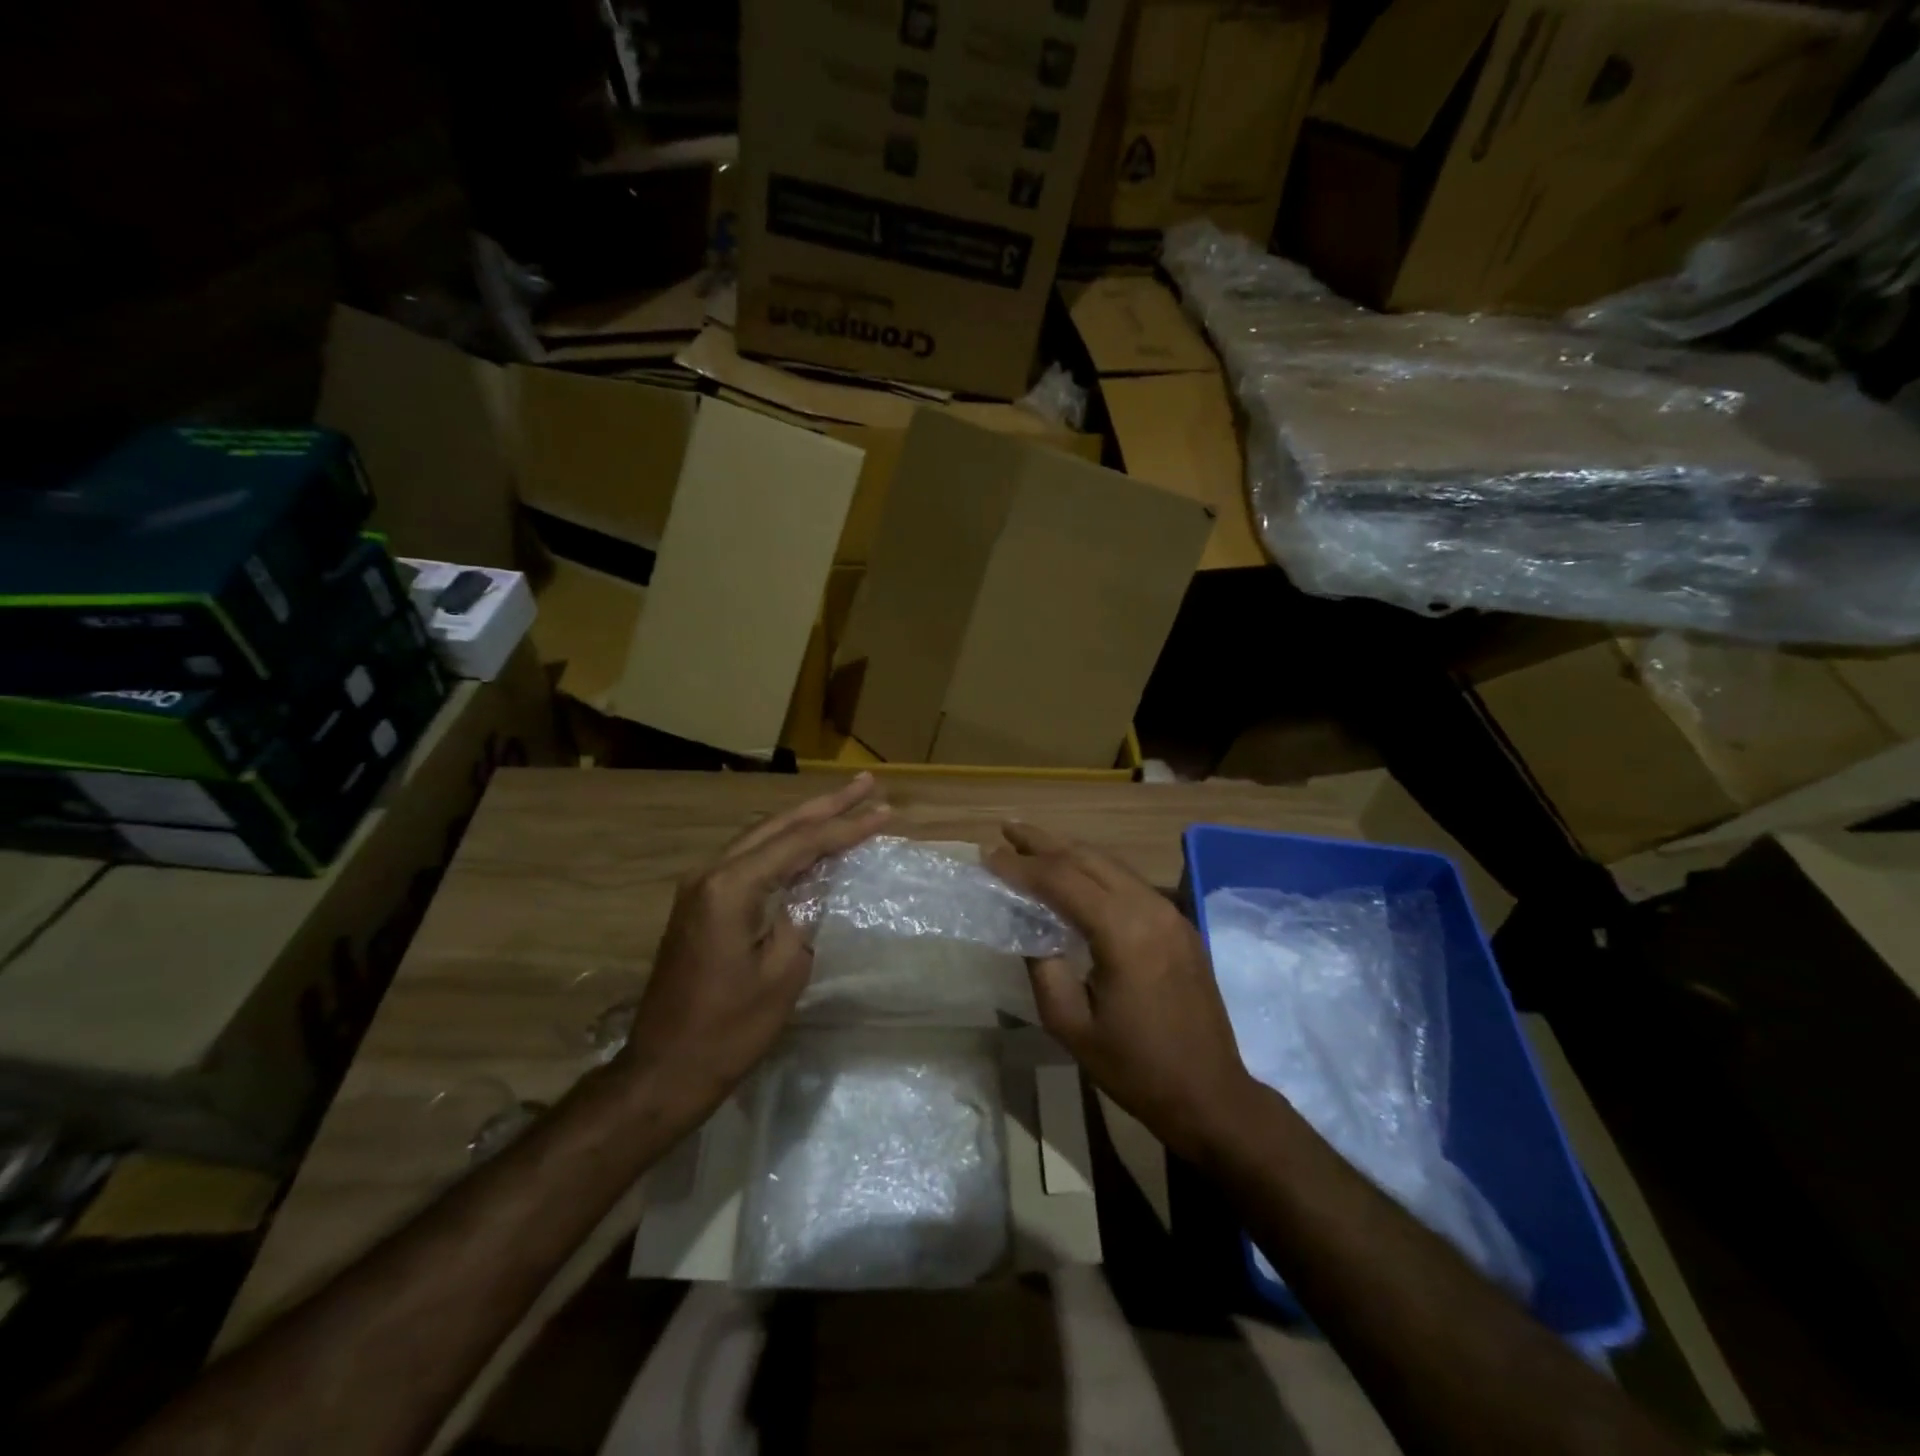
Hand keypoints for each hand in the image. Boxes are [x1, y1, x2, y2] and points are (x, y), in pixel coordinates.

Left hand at [614, 774, 890, 1120]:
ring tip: (844, 803)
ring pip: (761, 838)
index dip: (846, 827)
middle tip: (866, 783)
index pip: (800, 843)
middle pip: (778, 826)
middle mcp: (711, 873)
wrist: (664, 1071)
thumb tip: (816, 889)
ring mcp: (700, 887)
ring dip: (804, 822)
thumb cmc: (728, 1029)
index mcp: (731, 886)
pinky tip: (807, 844)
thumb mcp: (783, 973)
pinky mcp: (700, 905)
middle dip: (826, 805)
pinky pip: (750, 860)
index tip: (884, 811)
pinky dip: (784, 847)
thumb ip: (804, 917)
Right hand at [987, 822, 1260, 1161]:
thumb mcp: (1072, 1027)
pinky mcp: (1179, 925)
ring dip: (1069, 850)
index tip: (987, 856)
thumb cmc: (1136, 1069)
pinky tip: (1074, 873)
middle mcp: (1150, 909)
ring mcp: (1170, 914)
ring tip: (1033, 843)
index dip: (1022, 866)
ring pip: (1111, 865)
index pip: (1062, 880)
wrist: (1211, 1096)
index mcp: (1124, 933)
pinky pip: (1129, 882)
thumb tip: (1029, 931)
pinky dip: (1095, 870)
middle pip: (1088, 859)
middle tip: (1005, 828)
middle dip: (1044, 842)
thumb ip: (1043, 971)